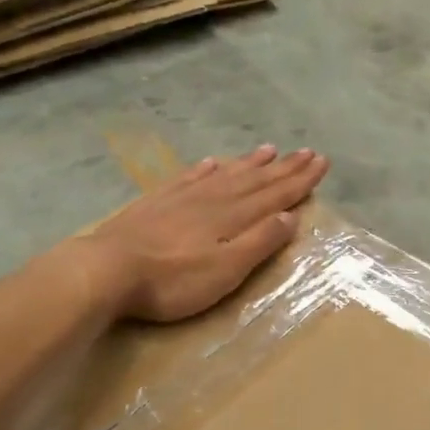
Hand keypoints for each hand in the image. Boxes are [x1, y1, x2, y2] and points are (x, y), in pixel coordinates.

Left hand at [81, 144, 329, 322]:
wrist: (107, 269)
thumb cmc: (173, 280)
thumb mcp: (226, 270)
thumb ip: (259, 242)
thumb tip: (290, 217)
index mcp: (234, 218)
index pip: (276, 196)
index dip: (300, 181)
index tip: (322, 163)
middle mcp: (213, 200)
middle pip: (255, 180)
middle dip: (284, 168)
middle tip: (307, 152)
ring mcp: (183, 198)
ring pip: (225, 175)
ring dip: (250, 164)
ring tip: (269, 150)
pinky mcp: (156, 203)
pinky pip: (189, 178)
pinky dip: (205, 170)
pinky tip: (211, 163)